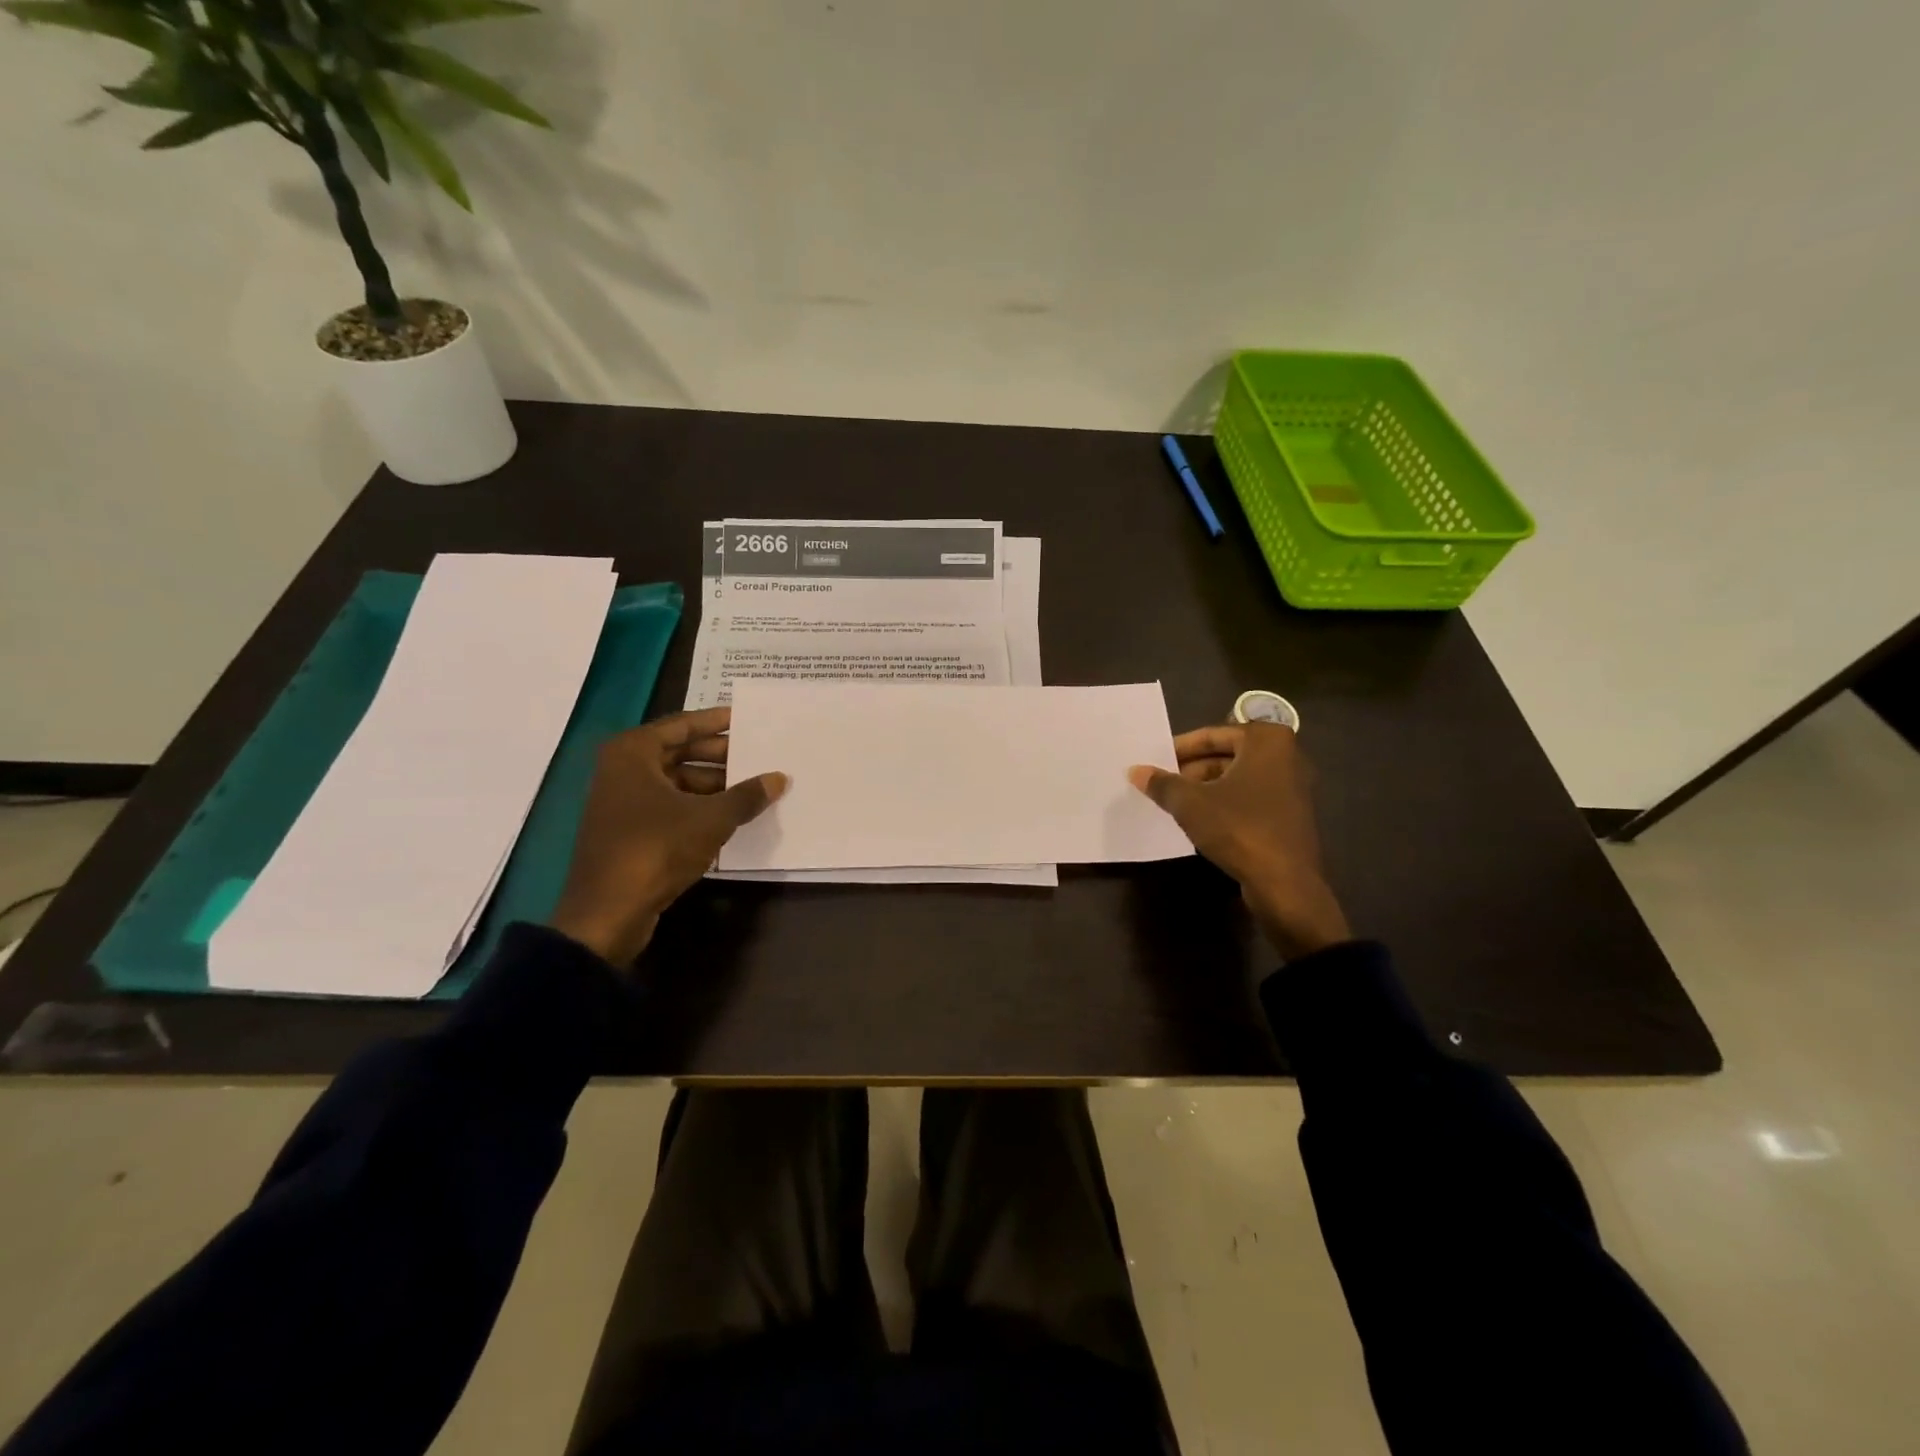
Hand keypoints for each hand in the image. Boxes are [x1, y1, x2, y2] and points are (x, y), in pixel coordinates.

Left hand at [550, 707, 786, 964]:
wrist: (607, 913)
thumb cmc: (656, 849)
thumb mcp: (710, 819)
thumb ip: (746, 795)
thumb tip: (780, 778)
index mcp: (633, 753)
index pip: (682, 725)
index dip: (717, 722)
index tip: (747, 719)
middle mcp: (622, 769)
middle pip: (679, 752)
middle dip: (719, 755)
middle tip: (757, 755)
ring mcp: (622, 801)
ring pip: (676, 781)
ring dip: (712, 784)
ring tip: (752, 787)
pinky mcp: (628, 830)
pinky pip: (670, 805)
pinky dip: (698, 806)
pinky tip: (730, 815)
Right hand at [1128, 722, 1351, 960]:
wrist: (1285, 884)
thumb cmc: (1238, 828)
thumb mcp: (1190, 803)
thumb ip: (1162, 783)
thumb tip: (1135, 771)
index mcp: (1267, 741)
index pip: (1212, 735)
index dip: (1179, 748)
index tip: (1156, 761)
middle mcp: (1286, 756)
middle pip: (1227, 755)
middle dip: (1192, 769)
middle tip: (1162, 782)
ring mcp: (1292, 787)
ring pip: (1238, 778)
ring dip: (1206, 788)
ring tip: (1174, 802)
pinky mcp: (1291, 815)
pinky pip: (1250, 798)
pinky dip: (1225, 803)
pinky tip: (1200, 821)